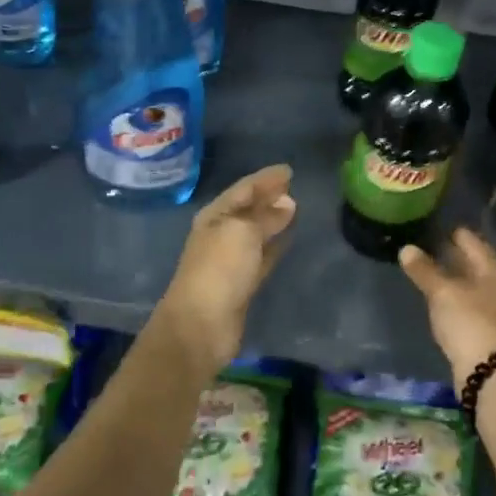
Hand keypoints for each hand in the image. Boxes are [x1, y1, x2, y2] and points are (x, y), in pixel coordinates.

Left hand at [155, 164, 296, 376]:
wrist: (201, 325)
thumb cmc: (219, 269)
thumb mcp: (243, 233)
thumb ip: (266, 217)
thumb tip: (287, 203)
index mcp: (214, 216)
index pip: (243, 189)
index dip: (264, 178)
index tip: (288, 170)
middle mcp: (220, 233)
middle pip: (247, 209)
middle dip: (268, 197)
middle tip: (293, 186)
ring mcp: (229, 260)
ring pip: (255, 232)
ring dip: (272, 220)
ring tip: (294, 208)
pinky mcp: (241, 283)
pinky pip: (262, 256)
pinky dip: (274, 245)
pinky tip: (288, 239)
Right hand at [398, 228, 495, 383]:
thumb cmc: (471, 323)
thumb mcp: (443, 294)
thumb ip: (424, 270)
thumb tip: (406, 248)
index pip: (473, 242)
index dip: (454, 234)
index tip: (436, 227)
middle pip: (478, 264)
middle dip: (456, 257)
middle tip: (430, 248)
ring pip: (477, 286)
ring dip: (458, 280)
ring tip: (433, 275)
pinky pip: (476, 305)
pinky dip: (461, 299)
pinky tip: (446, 303)